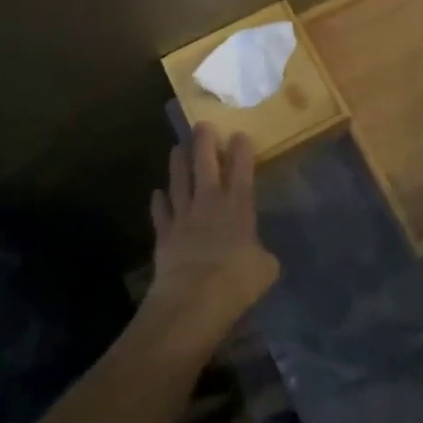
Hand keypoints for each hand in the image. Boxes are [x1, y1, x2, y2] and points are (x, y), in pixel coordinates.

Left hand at [145, 123, 279, 355]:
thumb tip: (259, 255)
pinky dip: (159, 200)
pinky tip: (158, 193)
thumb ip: (262, 255)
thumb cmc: (236, 281)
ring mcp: (183, 214)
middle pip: (205, 162)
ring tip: (177, 147)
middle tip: (202, 124)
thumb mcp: (265, 269)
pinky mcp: (164, 232)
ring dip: (178, 161)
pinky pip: (160, 210)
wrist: (193, 298)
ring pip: (178, 179)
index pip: (242, 168)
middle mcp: (209, 201)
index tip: (240, 133)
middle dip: (204, 141)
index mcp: (238, 205)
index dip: (242, 148)